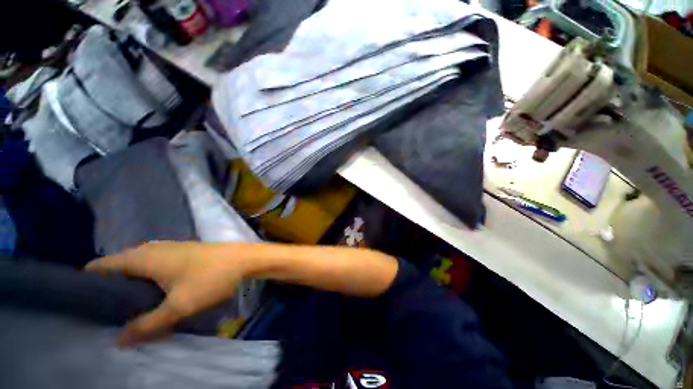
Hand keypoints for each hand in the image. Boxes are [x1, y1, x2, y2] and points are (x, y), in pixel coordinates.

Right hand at [85, 241, 244, 346]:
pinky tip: (137, 301)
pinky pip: (142, 271)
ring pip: (129, 270)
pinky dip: (134, 285)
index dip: (90, 277)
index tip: (80, 295)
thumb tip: (119, 340)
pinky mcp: (167, 259)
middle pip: (115, 268)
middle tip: (96, 312)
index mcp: (139, 257)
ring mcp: (156, 253)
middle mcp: (143, 251)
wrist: (238, 261)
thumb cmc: (207, 280)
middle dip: (104, 288)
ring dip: (120, 288)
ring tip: (112, 311)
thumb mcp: (177, 306)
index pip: (104, 265)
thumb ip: (149, 324)